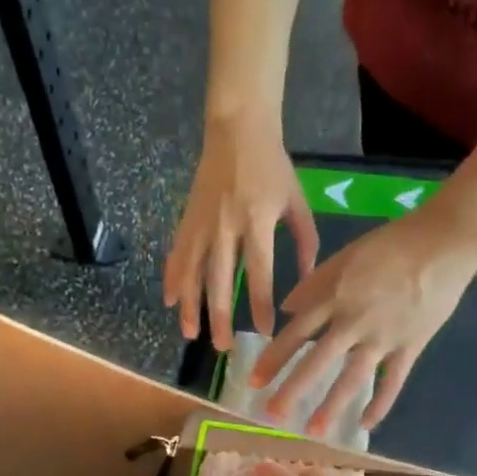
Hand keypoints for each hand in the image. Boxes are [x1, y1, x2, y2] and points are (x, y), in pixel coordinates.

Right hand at [165, 111, 318, 349]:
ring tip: (190, 334)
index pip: (258, 272)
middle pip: (219, 280)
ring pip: (192, 272)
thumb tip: (306, 281)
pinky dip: (172, 278)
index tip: (264, 331)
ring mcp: (202, 223)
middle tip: (222, 347)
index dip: (260, 304)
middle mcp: (226, 226)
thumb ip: (305, 241)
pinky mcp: (187, 218)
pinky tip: (169, 301)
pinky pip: (177, 254)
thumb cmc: (273, 166)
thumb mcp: (297, 201)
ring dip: (190, 306)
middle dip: (220, 317)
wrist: (236, 128)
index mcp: (256, 220)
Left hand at [252, 210, 476, 434]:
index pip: (296, 333)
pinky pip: (393, 381)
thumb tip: (286, 309)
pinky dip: (380, 404)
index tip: (254, 382)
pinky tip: (366, 425)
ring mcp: (383, 336)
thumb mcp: (346, 255)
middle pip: (317, 360)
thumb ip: (316, 283)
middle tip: (272, 415)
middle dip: (292, 390)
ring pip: (352, 377)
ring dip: (332, 405)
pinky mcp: (411, 346)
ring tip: (315, 430)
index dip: (274, 359)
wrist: (445, 243)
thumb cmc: (393, 244)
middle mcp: (354, 321)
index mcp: (336, 296)